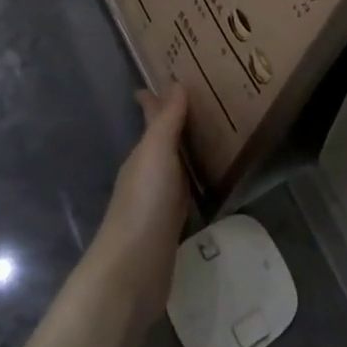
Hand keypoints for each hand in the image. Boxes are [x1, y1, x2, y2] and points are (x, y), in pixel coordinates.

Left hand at [83, 85, 191, 346]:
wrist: (133, 271)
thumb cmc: (144, 204)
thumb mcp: (156, 154)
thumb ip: (167, 120)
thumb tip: (177, 82)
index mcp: (143, 153)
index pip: (151, 116)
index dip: (156, 97)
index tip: (172, 75)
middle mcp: (148, 172)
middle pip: (163, 138)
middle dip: (176, 120)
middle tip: (204, 100)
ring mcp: (158, 201)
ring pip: (175, 164)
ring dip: (187, 149)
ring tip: (213, 133)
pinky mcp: (171, 226)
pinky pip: (185, 191)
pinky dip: (194, 179)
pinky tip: (208, 179)